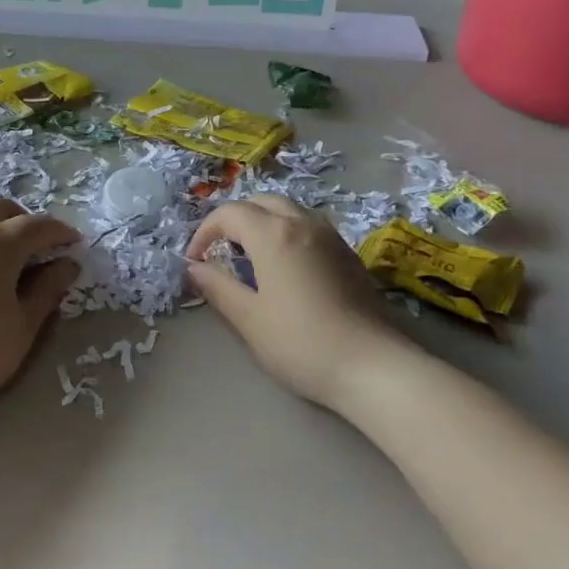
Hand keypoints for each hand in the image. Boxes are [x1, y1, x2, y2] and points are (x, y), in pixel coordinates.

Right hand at [185, 194, 415, 409]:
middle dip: (234, 220)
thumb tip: (195, 267)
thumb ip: (218, 287)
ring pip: (288, 210)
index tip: (195, 261)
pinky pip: (308, 226)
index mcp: (273, 234)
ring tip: (250, 257)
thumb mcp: (249, 319)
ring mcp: (330, 236)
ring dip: (262, 222)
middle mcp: (303, 223)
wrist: (373, 366)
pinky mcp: (348, 254)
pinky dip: (286, 233)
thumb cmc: (301, 343)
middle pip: (260, 202)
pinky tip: (285, 268)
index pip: (229, 213)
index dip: (205, 232)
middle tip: (220, 251)